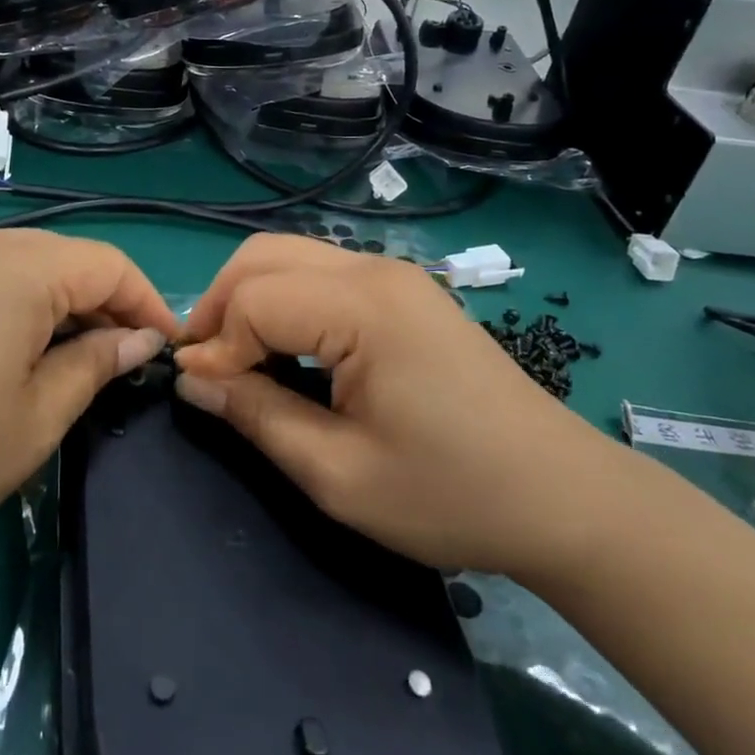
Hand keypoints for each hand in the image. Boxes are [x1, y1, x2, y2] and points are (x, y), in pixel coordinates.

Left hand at [0, 229, 178, 611]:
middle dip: (102, 300)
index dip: (146, 302)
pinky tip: (2, 344)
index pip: (108, 263)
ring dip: (54, 299)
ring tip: (66, 352)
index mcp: (17, 270)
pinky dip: (7, 300)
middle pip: (62, 256)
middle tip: (121, 354)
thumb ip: (96, 364)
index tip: (164, 346)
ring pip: (16, 262)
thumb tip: (141, 338)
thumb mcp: (37, 419)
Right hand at [173, 235, 617, 578]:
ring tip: (237, 359)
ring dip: (249, 299)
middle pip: (264, 256)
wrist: (563, 498)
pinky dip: (285, 301)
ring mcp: (395, 276)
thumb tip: (191, 381)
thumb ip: (257, 416)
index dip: (215, 344)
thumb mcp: (338, 473)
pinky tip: (286, 348)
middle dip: (220, 305)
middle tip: (208, 369)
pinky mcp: (405, 292)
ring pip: (290, 256)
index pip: (254, 298)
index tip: (201, 394)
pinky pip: (321, 274)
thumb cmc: (451, 494)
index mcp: (364, 307)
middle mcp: (376, 270)